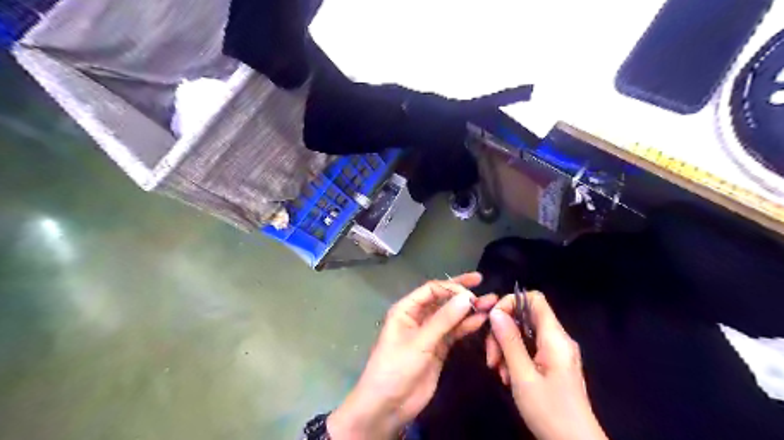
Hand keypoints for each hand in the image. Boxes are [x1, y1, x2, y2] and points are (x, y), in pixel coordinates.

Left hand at [328, 273, 498, 438]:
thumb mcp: (419, 342)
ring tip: (490, 302)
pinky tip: (481, 320)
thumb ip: (443, 320)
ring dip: (468, 309)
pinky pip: (454, 332)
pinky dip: (467, 326)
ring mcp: (429, 333)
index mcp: (406, 309)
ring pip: (450, 316)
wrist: (388, 405)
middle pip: (441, 299)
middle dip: (460, 292)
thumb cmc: (396, 367)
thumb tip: (466, 297)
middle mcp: (418, 317)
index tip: (471, 292)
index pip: (431, 290)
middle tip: (481, 281)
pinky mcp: (438, 348)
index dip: (451, 287)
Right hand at [488, 293, 608, 439]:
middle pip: (525, 317)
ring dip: (506, 348)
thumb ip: (509, 342)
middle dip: (503, 332)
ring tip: (499, 372)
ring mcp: (556, 352)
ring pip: (524, 334)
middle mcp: (558, 339)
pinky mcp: (553, 363)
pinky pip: (530, 348)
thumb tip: (496, 312)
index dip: (511, 302)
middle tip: (492, 358)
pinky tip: (508, 377)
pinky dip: (515, 358)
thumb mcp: (523, 377)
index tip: (492, 321)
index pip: (534, 299)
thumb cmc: (550, 412)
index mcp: (555, 338)